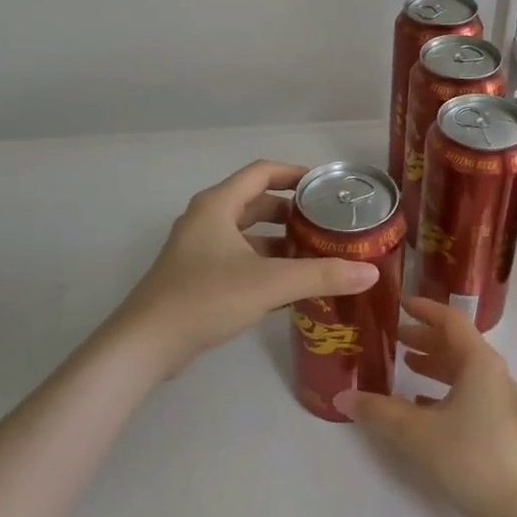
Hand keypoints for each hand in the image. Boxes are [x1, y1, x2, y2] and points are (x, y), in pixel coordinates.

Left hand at [109, 161, 379, 378]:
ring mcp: (198, 250)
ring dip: (278, 241)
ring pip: (246, 234)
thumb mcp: (269, 283)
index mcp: (217, 205)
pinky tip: (288, 287)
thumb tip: (369, 272)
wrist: (146, 344)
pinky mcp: (196, 277)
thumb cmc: (206, 298)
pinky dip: (263, 264)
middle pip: (255, 203)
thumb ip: (320, 275)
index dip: (295, 174)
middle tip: (326, 225)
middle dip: (291, 212)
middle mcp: (206, 220)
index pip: (262, 172)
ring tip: (315, 256)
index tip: (326, 186)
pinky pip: (238, 259)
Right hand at [335, 297, 516, 516]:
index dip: (425, 309)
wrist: (513, 509)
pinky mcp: (499, 424)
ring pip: (463, 369)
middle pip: (457, 343)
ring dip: (434, 363)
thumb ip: (377, 410)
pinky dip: (444, 389)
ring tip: (405, 363)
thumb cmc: (466, 456)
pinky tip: (420, 403)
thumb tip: (341, 398)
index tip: (400, 304)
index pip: (451, 320)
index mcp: (479, 362)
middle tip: (394, 337)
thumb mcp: (414, 431)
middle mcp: (493, 373)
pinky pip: (468, 392)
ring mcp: (499, 400)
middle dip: (425, 337)